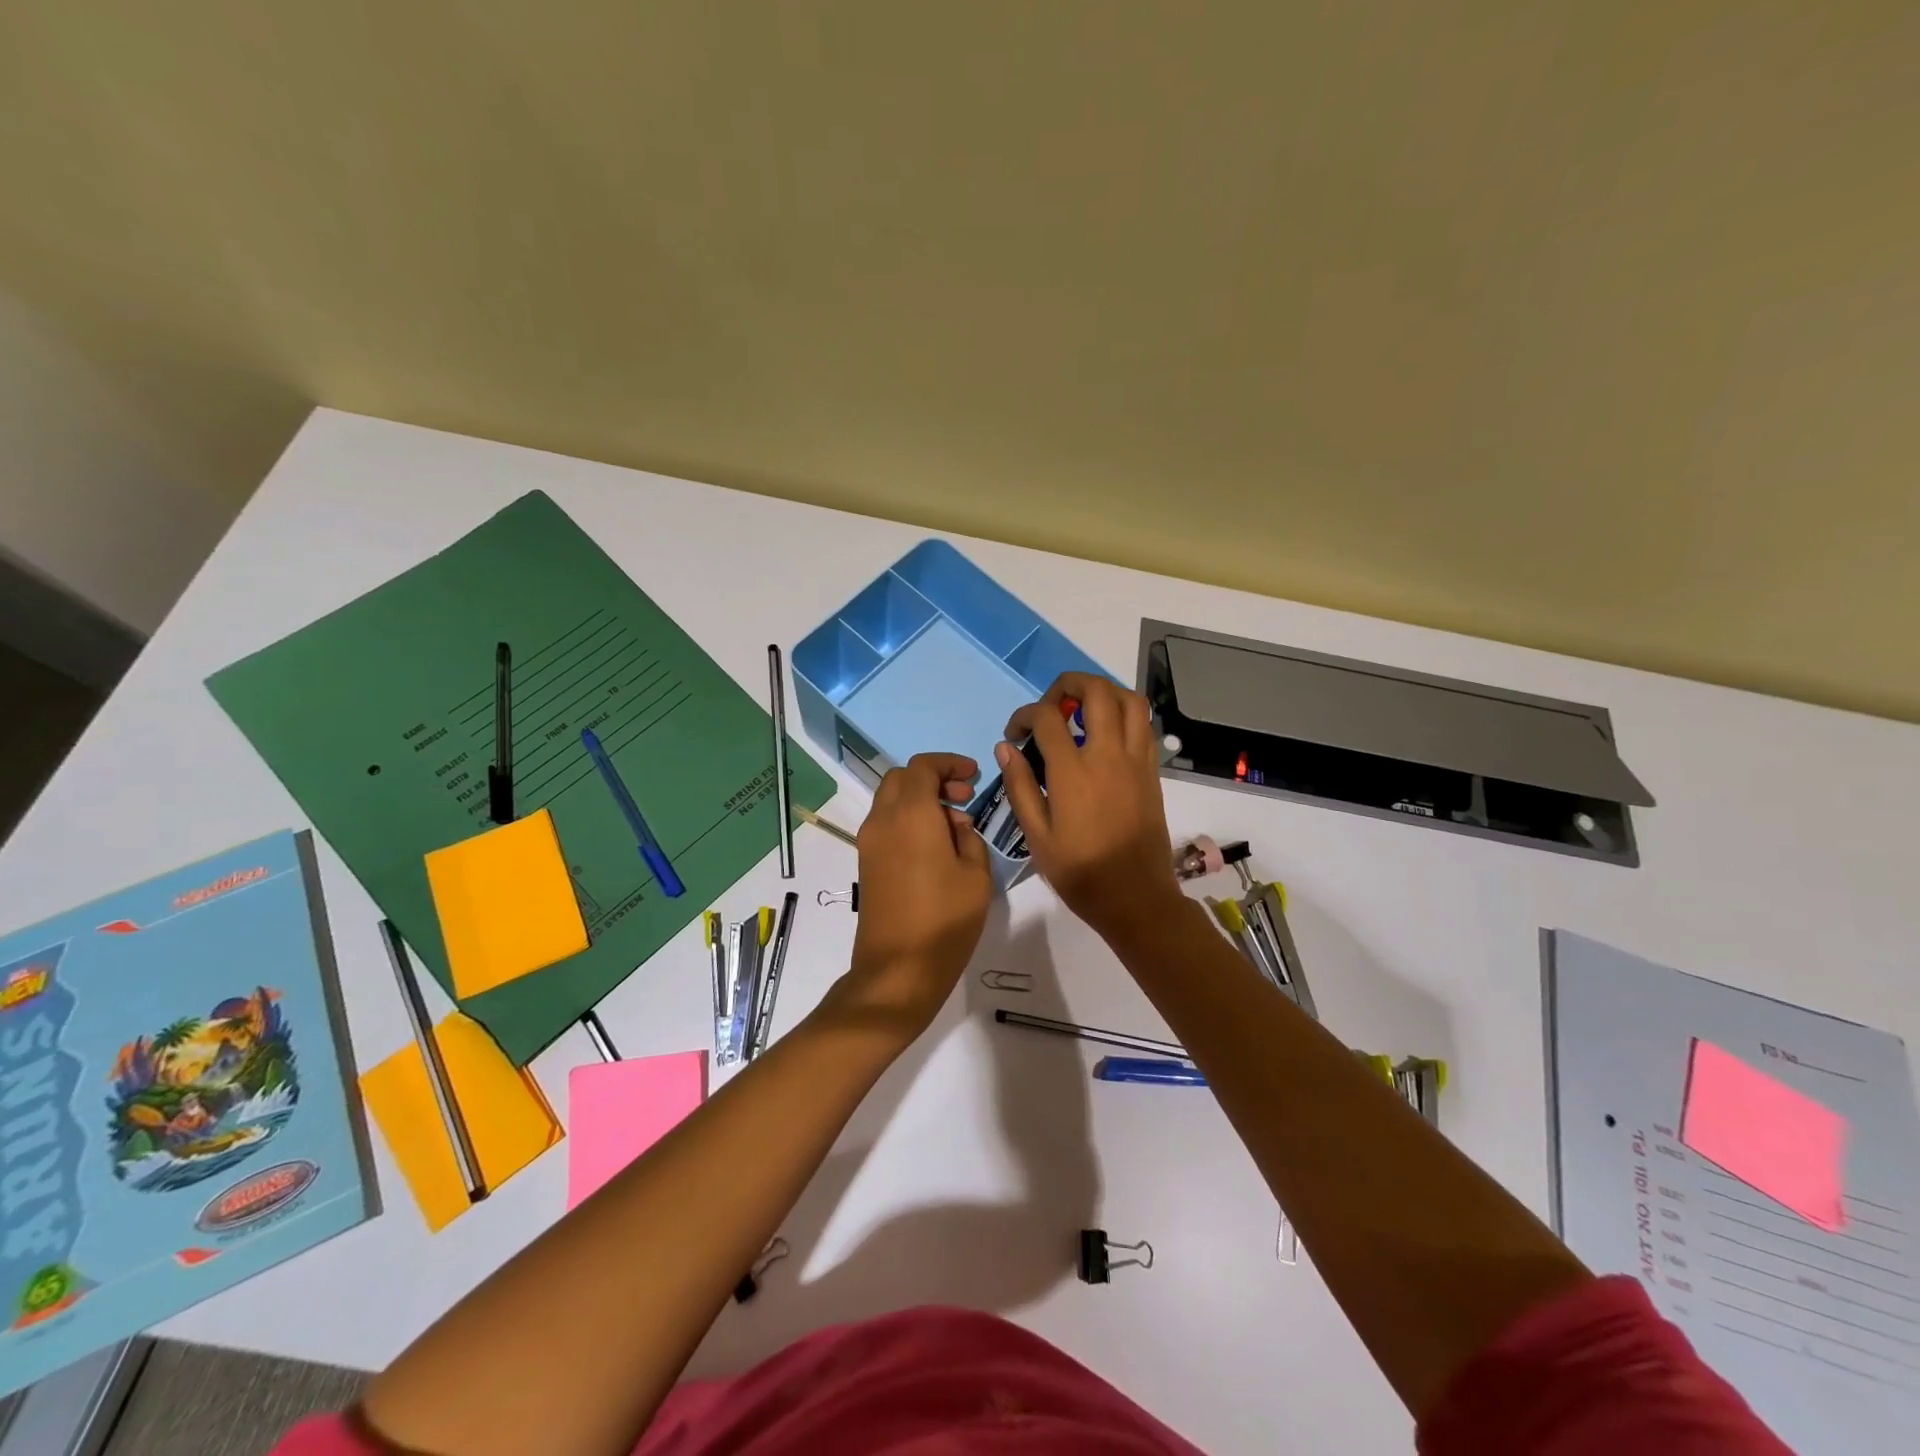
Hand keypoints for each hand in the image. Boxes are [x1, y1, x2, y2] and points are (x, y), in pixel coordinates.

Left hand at [838, 753, 992, 1034]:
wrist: (897, 970)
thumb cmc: (945, 920)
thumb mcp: (976, 876)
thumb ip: (969, 838)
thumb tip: (955, 825)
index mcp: (911, 814)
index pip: (922, 767)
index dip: (949, 763)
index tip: (974, 776)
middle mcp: (883, 820)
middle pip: (901, 778)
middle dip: (933, 779)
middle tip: (964, 797)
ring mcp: (869, 842)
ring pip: (891, 800)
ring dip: (920, 799)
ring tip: (955, 825)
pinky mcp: (866, 863)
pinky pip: (887, 824)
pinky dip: (909, 819)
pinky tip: (936, 846)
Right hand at [997, 675, 1181, 942]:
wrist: (1135, 899)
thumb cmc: (1080, 873)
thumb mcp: (1037, 835)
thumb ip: (1019, 786)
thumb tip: (1006, 747)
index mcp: (1074, 772)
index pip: (1047, 717)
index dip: (1024, 714)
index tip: (1015, 733)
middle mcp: (1109, 755)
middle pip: (1096, 691)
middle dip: (1068, 684)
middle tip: (1050, 706)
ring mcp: (1136, 761)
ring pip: (1129, 700)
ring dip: (1103, 693)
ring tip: (1081, 712)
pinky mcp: (1152, 772)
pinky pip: (1144, 725)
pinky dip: (1124, 715)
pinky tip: (1105, 736)